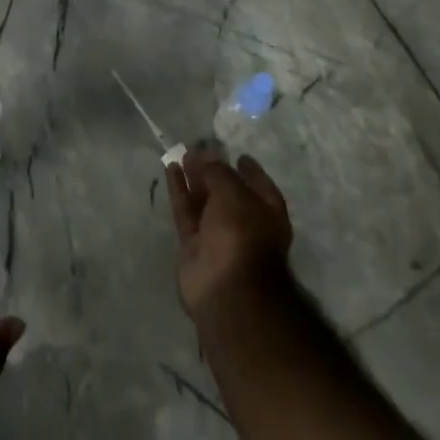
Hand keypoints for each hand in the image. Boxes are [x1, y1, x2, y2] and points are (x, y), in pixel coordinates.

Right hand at [166, 150, 293, 320]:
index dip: (250, 170)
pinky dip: (179, 191)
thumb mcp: (233, 191)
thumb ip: (218, 171)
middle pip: (228, 193)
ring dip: (194, 179)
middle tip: (198, 151)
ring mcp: (218, 237)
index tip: (237, 155)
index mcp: (267, 213)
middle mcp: (245, 225)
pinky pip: (186, 212)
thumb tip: (203, 157)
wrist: (226, 288)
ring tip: (182, 155)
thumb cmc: (241, 233)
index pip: (260, 186)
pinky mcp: (194, 246)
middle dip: (214, 173)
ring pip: (205, 202)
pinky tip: (171, 169)